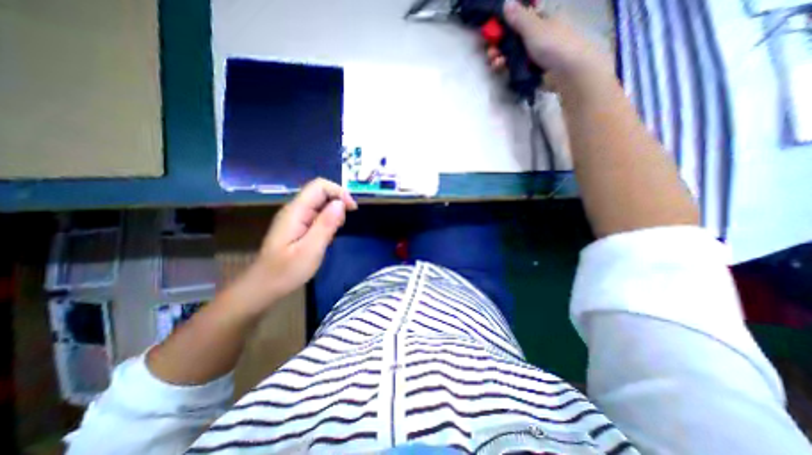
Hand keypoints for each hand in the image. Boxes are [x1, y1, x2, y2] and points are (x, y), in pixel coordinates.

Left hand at [243, 177, 355, 305]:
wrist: (263, 287)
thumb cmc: (286, 271)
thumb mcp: (310, 250)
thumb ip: (326, 224)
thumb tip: (341, 203)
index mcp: (296, 211)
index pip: (319, 186)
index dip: (339, 192)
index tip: (352, 209)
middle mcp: (294, 209)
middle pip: (320, 192)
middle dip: (338, 202)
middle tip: (342, 225)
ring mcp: (295, 218)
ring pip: (320, 203)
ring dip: (333, 213)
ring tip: (335, 232)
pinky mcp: (297, 226)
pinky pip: (316, 215)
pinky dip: (328, 220)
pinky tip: (327, 236)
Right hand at [484, 0, 612, 81]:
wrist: (568, 72)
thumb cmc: (553, 44)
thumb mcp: (535, 28)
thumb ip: (519, 18)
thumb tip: (506, 2)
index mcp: (541, 20)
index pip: (519, 20)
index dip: (504, 26)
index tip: (492, 32)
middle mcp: (537, 36)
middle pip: (513, 40)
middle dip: (499, 46)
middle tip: (490, 53)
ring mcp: (534, 55)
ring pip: (512, 55)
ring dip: (500, 58)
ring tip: (495, 63)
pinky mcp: (531, 72)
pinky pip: (515, 68)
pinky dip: (506, 68)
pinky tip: (501, 69)